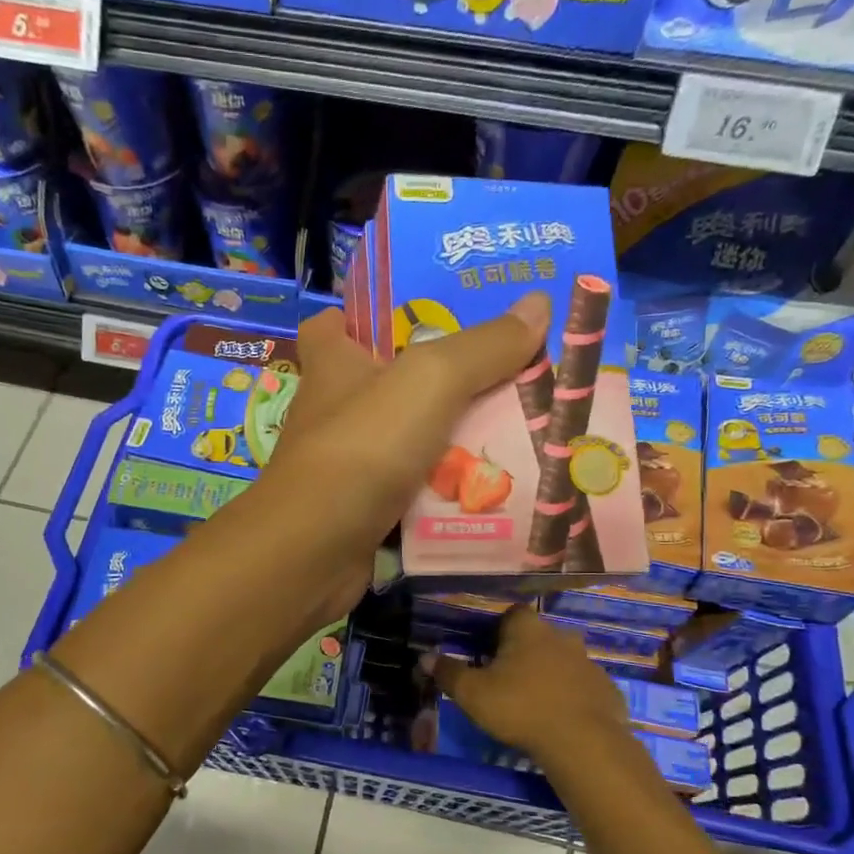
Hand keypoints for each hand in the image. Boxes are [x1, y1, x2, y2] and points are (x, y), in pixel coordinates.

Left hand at [248, 298, 548, 621]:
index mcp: (333, 365)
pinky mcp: (362, 511)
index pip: (332, 325)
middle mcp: (334, 412)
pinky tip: (493, 489)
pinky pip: (414, 492)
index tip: (416, 313)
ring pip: (408, 442)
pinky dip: (446, 491)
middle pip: (389, 384)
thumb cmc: (362, 447)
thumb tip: (539, 303)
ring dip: (454, 442)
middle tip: (505, 374)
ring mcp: (346, 466)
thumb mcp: (430, 381)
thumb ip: (484, 346)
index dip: (365, 315)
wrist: (314, 550)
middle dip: (441, 381)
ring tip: (518, 432)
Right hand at [431, 606, 630, 766]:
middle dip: (524, 652)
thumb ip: (448, 673)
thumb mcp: (472, 693)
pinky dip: (572, 697)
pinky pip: (583, 688)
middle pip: (539, 637)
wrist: (582, 742)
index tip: (488, 650)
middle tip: (507, 678)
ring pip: (563, 661)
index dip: (499, 629)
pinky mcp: (607, 690)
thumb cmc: (520, 707)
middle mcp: (561, 637)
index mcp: (528, 630)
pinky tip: (560, 719)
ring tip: (533, 701)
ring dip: (550, 674)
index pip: (512, 613)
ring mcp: (589, 663)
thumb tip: (425, 657)